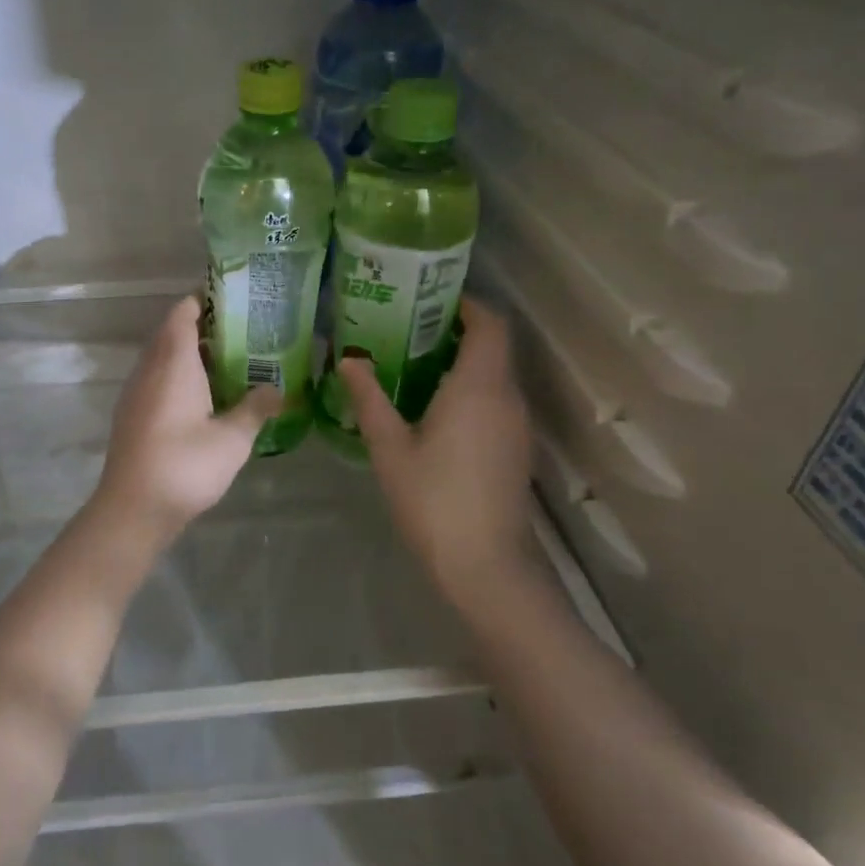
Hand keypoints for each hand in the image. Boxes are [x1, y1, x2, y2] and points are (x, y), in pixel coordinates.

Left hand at [95, 296, 281, 536]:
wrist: (133, 508)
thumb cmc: (185, 465)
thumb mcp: (232, 439)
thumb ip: (256, 408)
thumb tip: (278, 389)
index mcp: (173, 363)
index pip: (183, 314)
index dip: (204, 301)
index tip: (233, 300)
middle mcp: (150, 369)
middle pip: (172, 333)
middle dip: (203, 328)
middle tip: (242, 332)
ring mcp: (136, 392)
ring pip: (162, 358)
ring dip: (191, 355)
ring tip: (229, 362)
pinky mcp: (132, 414)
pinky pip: (156, 380)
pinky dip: (179, 377)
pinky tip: (204, 398)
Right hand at [338, 297, 537, 607]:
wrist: (486, 566)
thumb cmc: (434, 500)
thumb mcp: (390, 447)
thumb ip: (369, 398)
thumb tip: (348, 359)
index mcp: (478, 387)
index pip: (489, 324)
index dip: (466, 303)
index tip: (428, 298)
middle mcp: (506, 397)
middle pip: (492, 345)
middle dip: (455, 330)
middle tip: (406, 327)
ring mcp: (516, 424)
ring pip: (494, 373)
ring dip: (461, 360)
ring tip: (411, 362)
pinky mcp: (515, 447)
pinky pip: (495, 399)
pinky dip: (469, 388)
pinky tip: (432, 406)